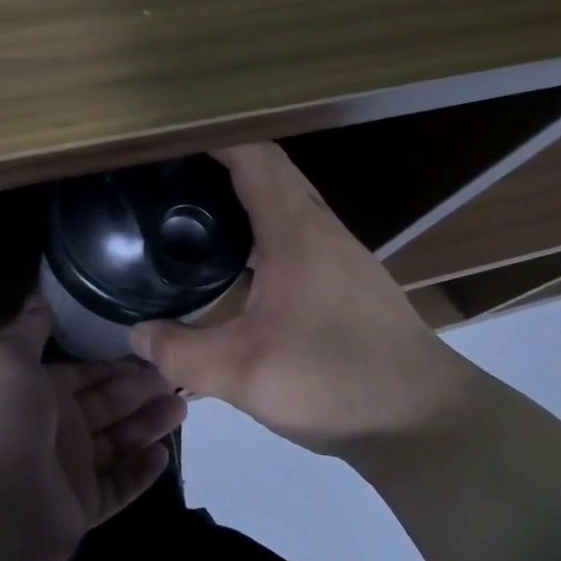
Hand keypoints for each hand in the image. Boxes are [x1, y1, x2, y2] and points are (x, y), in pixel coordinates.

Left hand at [0, 297, 186, 560]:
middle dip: (139, 391)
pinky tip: (164, 453)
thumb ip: (29, 330)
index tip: (149, 351)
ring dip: (148, 425)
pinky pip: (118, 486)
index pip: (82, 375)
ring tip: (183, 406)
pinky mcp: (82, 506)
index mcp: (36, 393)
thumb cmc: (0, 418)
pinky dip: (140, 471)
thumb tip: (39, 297)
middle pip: (106, 406)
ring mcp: (68, 470)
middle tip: (178, 376)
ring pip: (117, 443)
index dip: (112, 365)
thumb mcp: (8, 358)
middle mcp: (54, 429)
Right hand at [129, 143, 474, 458]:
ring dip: (245, 193)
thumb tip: (135, 334)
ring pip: (287, 200)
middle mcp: (321, 228)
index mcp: (296, 231)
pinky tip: (239, 260)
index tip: (169, 141)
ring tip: (195, 209)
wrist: (424, 421)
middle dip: (222, 161)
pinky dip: (262, 225)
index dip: (213, 139)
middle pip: (270, 170)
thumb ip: (180, 353)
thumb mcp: (243, 374)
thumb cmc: (335, 382)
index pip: (254, 157)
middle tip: (171, 175)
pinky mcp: (347, 279)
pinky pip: (297, 230)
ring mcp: (340, 253)